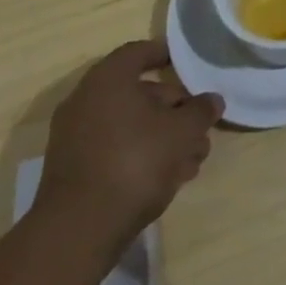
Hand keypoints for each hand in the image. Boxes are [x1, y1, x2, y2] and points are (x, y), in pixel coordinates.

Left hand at [34, 41, 223, 238]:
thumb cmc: (134, 162)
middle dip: (174, 109)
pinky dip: (141, 155)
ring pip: (129, 126)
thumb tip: (212, 101)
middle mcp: (86, 101)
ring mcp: (75, 138)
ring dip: (163, 137)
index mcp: (107, 79)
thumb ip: (200, 111)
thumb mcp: (181, 132)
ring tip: (193, 160)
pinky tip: (169, 178)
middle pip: (138, 94)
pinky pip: (114, 150)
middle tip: (200, 126)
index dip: (164, 55)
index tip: (185, 64)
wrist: (77, 232)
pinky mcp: (73, 172)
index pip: (138, 52)